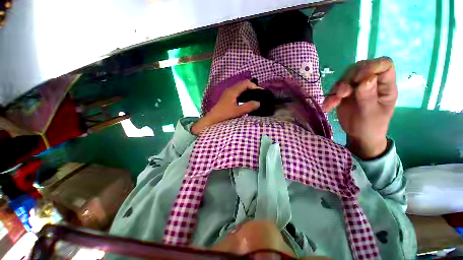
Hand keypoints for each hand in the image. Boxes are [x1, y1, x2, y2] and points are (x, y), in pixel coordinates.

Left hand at [191, 80, 260, 134]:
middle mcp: (230, 89)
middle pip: (243, 84)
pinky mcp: (227, 97)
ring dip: (248, 91)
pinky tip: (246, 101)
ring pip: (240, 88)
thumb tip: (259, 103)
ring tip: (254, 98)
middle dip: (252, 88)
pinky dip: (244, 95)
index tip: (260, 93)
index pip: (246, 83)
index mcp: (232, 91)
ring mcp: (228, 93)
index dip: (254, 86)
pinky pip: (238, 92)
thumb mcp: (237, 112)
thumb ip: (248, 107)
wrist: (212, 119)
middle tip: (259, 96)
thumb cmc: (224, 115)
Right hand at [322, 57, 397, 158]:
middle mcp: (372, 83)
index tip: (359, 79)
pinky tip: (328, 106)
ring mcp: (357, 88)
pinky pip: (335, 89)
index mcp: (385, 86)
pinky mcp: (345, 94)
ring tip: (333, 102)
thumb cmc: (370, 126)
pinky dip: (330, 97)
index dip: (372, 66)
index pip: (384, 65)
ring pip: (346, 77)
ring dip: (337, 89)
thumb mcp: (371, 113)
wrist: (358, 136)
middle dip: (349, 78)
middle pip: (361, 68)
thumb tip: (367, 78)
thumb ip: (368, 96)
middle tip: (343, 93)